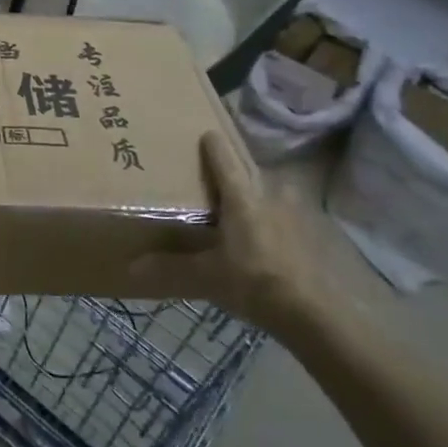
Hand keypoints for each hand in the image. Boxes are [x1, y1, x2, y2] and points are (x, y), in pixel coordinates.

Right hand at [183, 118, 326, 332]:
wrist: (316, 313)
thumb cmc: (255, 282)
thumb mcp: (207, 276)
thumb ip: (171, 267)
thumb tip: (131, 267)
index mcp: (242, 196)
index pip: (224, 157)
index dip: (212, 144)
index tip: (203, 133)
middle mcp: (270, 193)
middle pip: (248, 171)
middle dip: (231, 171)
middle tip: (212, 177)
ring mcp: (295, 211)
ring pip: (268, 191)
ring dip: (253, 194)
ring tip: (236, 207)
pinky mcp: (311, 231)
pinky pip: (283, 212)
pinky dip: (270, 216)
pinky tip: (262, 235)